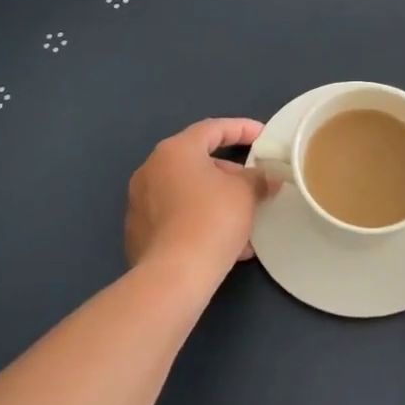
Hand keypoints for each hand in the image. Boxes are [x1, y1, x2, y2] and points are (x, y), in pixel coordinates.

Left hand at [125, 118, 278, 283]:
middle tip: (254, 185)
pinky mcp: (138, 233)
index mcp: (175, 150)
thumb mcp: (245, 193)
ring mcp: (140, 202)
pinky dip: (200, 220)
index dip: (242, 129)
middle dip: (230, 173)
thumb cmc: (213, 219)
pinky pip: (177, 217)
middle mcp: (151, 170)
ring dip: (217, 200)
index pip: (213, 128)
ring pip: (188, 192)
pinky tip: (225, 242)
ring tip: (244, 219)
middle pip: (198, 162)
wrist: (174, 276)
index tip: (263, 137)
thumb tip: (265, 178)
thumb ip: (258, 178)